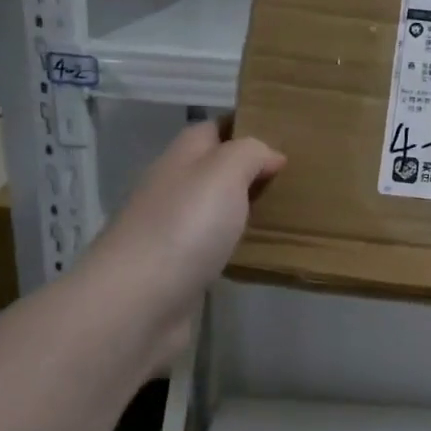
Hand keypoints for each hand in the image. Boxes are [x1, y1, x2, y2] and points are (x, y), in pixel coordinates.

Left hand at [81, 121, 282, 365]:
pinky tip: (257, 250)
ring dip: (241, 207)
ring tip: (285, 210)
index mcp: (179, 159)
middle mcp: (171, 190)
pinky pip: (211, 246)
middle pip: (212, 169)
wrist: (137, 304)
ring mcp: (170, 232)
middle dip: (248, 168)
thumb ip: (250, 153)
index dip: (243, 126)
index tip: (283, 134)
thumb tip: (270, 154)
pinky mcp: (176, 271)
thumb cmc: (184, 227)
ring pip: (212, 208)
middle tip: (294, 175)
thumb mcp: (224, 172)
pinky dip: (233, 243)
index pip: (211, 129)